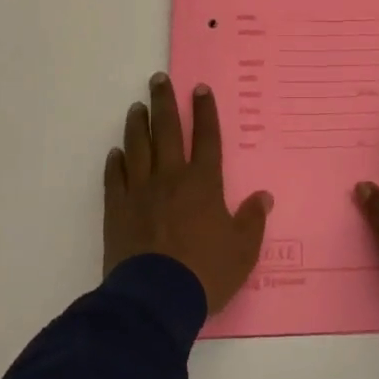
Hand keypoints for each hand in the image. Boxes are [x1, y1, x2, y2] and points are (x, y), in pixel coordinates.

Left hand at [104, 73, 273, 313]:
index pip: (207, 138)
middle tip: (158, 79)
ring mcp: (140, 191)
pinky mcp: (117, 209)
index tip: (199, 89)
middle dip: (164, 102)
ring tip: (137, 107)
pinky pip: (114, 178)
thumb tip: (264, 196)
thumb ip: (252, 220)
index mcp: (203, 183)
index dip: (205, 112)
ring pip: (138, 147)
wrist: (155, 298)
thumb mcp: (242, 251)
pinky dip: (115, 162)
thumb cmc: (205, 273)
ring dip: (137, 124)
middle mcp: (171, 178)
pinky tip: (115, 152)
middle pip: (167, 131)